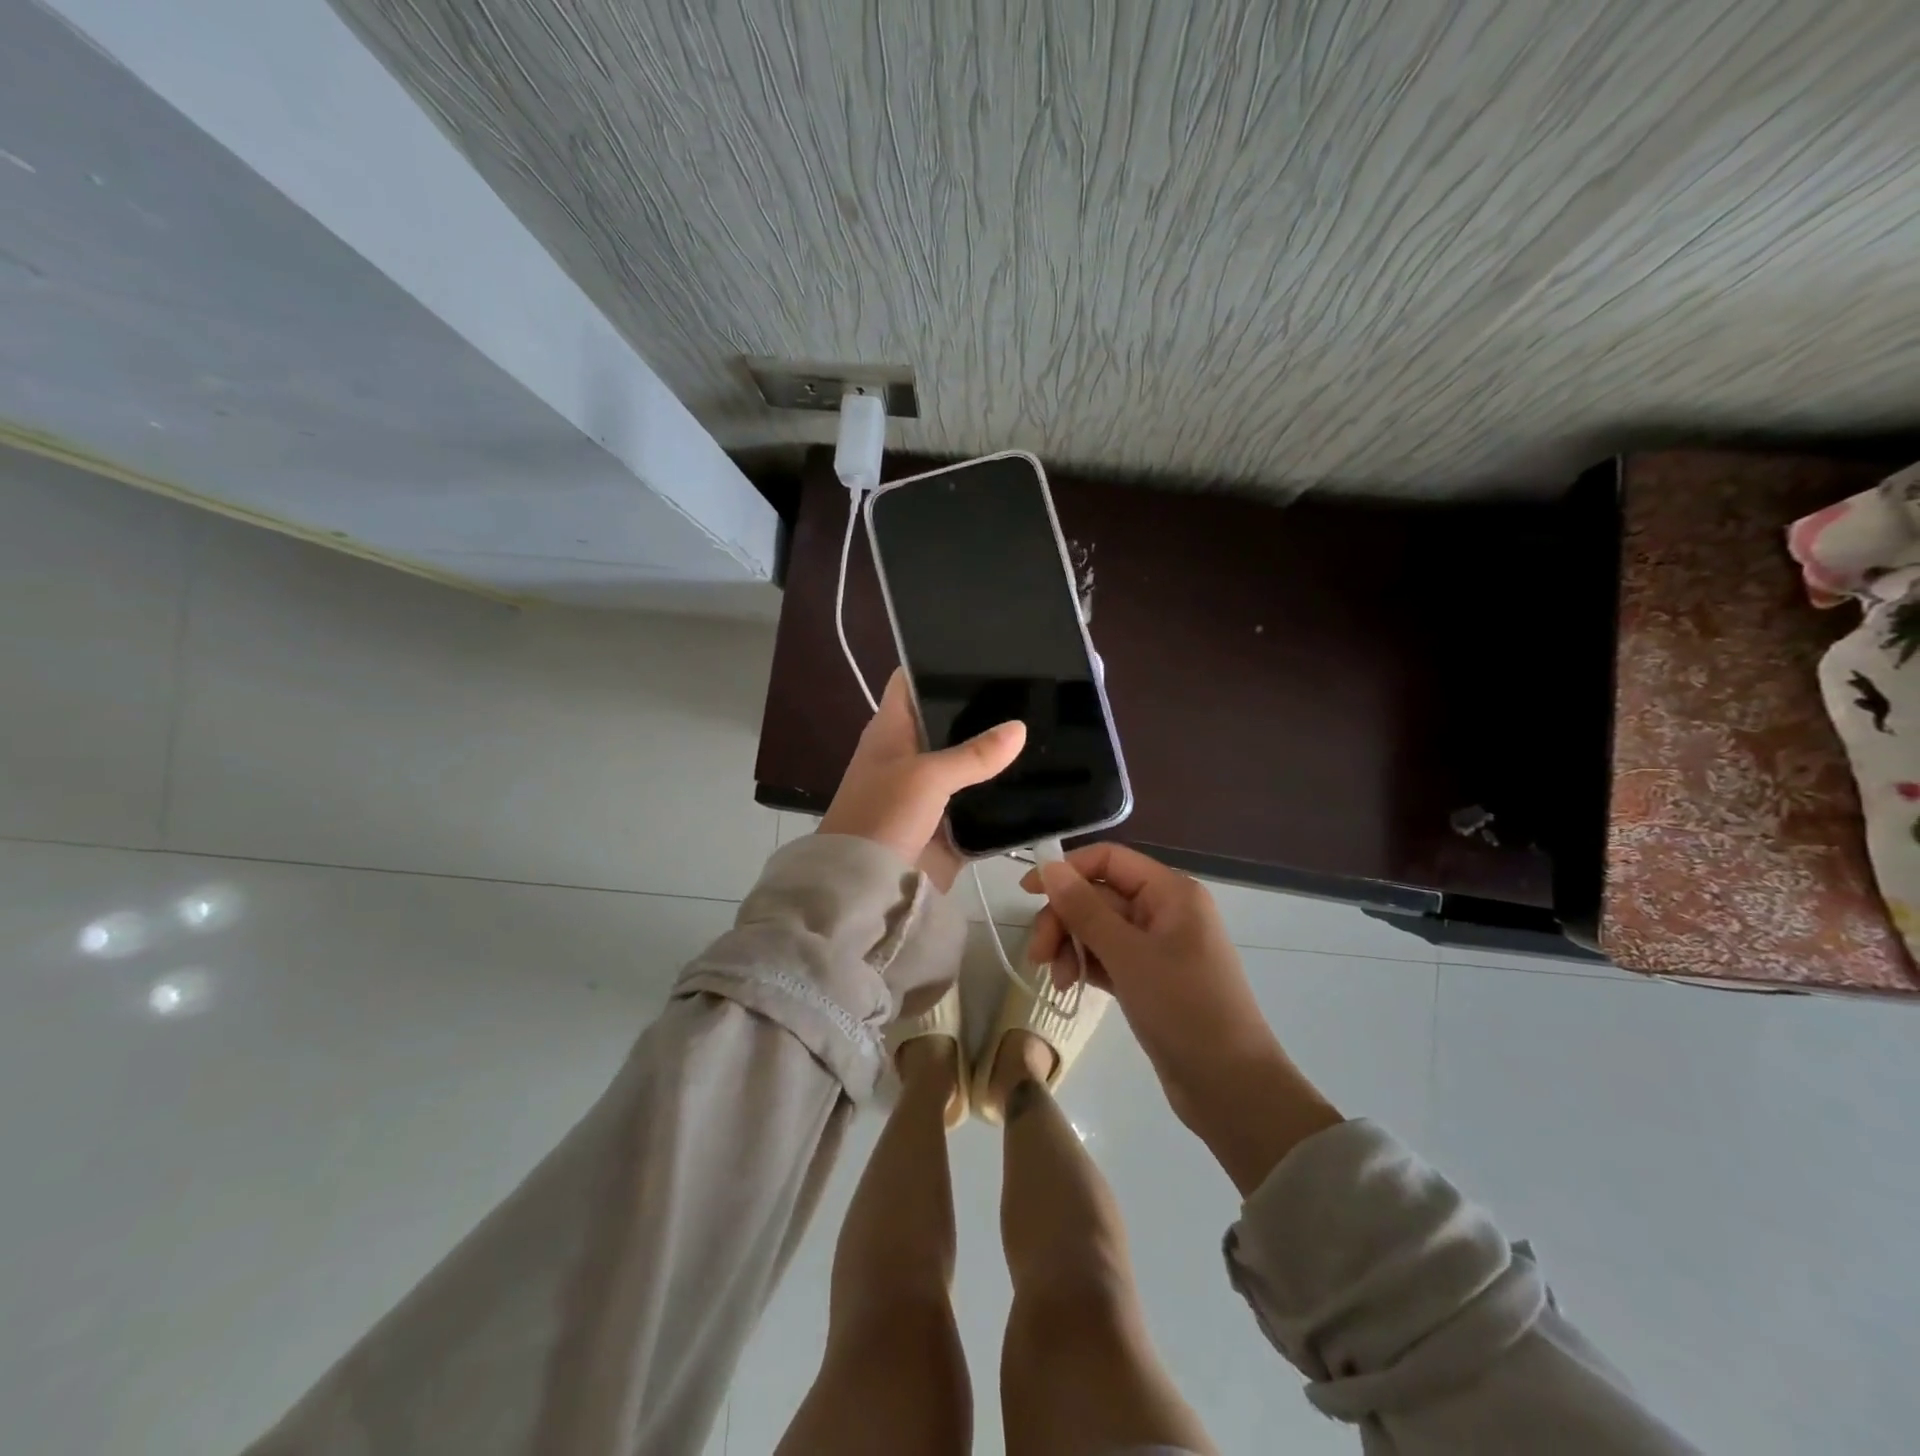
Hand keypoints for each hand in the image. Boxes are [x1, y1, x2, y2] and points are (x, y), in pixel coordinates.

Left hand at [819, 670, 1024, 891]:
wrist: (866, 890)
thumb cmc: (883, 817)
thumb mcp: (926, 777)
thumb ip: (974, 754)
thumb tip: (1019, 728)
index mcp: (892, 731)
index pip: (912, 681)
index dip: (938, 662)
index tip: (984, 651)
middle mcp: (911, 754)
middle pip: (948, 722)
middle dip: (983, 710)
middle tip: (1033, 689)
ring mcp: (931, 791)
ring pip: (969, 763)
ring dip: (997, 755)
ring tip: (1046, 728)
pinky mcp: (949, 824)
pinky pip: (981, 804)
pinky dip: (1002, 797)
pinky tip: (1040, 781)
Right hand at [1023, 844, 1342, 1192]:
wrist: (1231, 1087)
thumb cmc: (1184, 1009)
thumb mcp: (1128, 955)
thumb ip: (1085, 908)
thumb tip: (1049, 867)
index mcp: (1171, 892)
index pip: (1109, 860)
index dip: (1067, 870)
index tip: (1026, 893)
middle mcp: (1165, 910)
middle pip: (1099, 895)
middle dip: (1064, 920)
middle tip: (1038, 956)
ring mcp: (1158, 946)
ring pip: (1099, 928)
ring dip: (1071, 946)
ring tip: (1058, 982)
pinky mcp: (1150, 978)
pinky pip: (1109, 956)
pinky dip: (1087, 965)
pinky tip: (1071, 987)